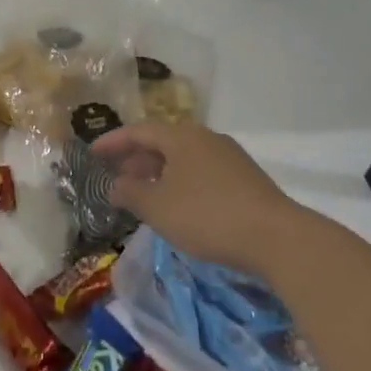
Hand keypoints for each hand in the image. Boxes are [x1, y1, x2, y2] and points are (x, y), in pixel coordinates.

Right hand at [90, 122, 308, 275]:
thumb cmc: (207, 216)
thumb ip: (130, 193)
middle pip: (163, 142)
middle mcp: (206, 138)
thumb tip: (115, 185)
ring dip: (159, 172)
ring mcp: (230, 157)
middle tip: (117, 175)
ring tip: (144, 193)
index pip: (138, 131)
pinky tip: (178, 205)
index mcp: (181, 136)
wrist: (277, 238)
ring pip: (184, 158)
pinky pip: (201, 172)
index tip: (92, 153)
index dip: (113, 142)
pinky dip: (181, 181)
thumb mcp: (158, 207)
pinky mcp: (245, 179)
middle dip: (136, 158)